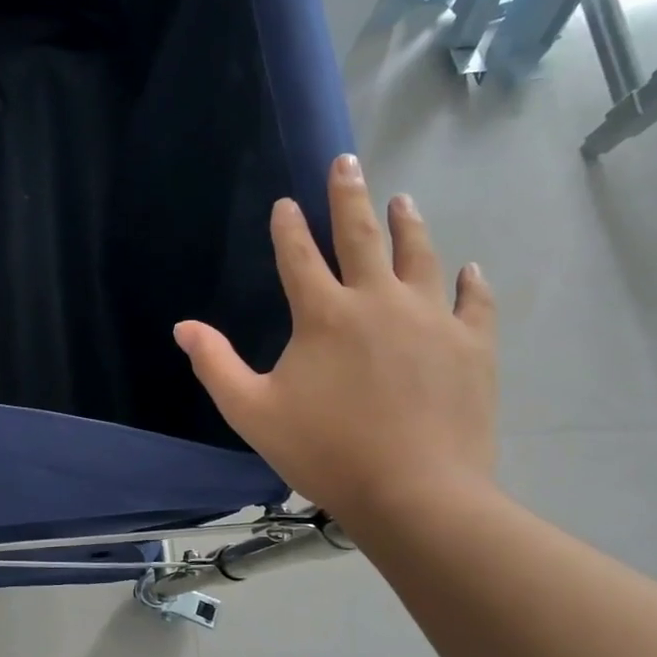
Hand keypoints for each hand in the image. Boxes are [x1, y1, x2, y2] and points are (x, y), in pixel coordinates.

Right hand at [175, 154, 495, 525]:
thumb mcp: (250, 411)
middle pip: (361, 236)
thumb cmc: (325, 451)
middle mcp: (377, 301)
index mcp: (323, 315)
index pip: (299, 256)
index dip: (288, 228)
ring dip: (408, 224)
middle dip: (350, 196)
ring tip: (403, 199)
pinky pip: (472, 302)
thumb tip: (183, 326)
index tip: (285, 203)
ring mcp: (430, 320)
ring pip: (419, 256)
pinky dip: (468, 282)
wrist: (416, 494)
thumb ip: (215, 364)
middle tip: (347, 163)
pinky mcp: (470, 346)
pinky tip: (468, 268)